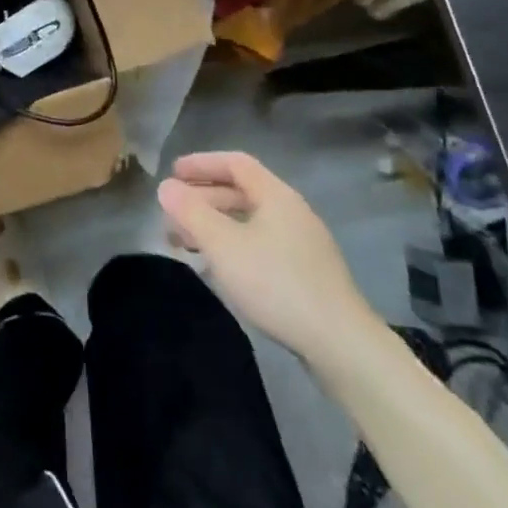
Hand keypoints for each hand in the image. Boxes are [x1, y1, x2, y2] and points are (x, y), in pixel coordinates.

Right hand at [157, 151, 380, 366]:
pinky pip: (260, 244)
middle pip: (241, 192)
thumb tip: (165, 186)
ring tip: (185, 244)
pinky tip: (218, 268)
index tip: (172, 173)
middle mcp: (292, 212)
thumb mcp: (223, 245)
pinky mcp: (306, 273)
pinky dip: (232, 246)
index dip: (201, 164)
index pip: (235, 163)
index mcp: (276, 195)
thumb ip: (191, 212)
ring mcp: (302, 244)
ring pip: (249, 221)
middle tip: (171, 214)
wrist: (341, 344)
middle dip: (202, 199)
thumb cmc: (276, 283)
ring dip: (215, 226)